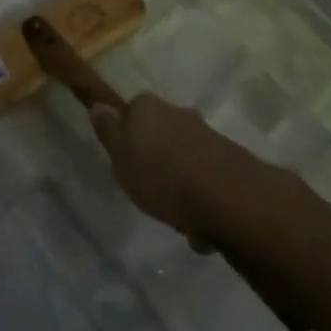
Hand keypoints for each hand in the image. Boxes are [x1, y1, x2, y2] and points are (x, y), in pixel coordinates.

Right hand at [88, 93, 250, 238]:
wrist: (229, 199)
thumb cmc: (161, 175)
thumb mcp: (120, 155)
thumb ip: (109, 131)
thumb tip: (98, 105)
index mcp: (149, 107)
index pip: (132, 109)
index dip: (126, 132)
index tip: (123, 157)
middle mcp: (180, 113)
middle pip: (161, 132)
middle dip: (155, 155)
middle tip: (146, 185)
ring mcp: (209, 136)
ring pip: (184, 156)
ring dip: (179, 179)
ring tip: (174, 213)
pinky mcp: (232, 162)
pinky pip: (205, 178)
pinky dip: (200, 197)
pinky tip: (197, 225)